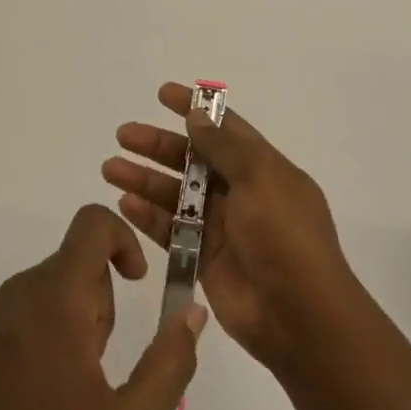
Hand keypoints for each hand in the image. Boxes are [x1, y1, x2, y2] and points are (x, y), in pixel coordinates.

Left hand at [0, 204, 206, 409]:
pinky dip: (42, 331)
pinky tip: (36, 393)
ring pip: (51, 288)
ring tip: (68, 387)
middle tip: (98, 367)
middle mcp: (21, 288)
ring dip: (73, 320)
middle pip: (78, 263)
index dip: (123, 240)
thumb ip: (170, 362)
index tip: (136, 283)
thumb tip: (192, 311)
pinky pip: (22, 309)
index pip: (92, 223)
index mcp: (57, 295)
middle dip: (101, 303)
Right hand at [103, 83, 360, 377]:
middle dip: (158, 146)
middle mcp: (241, 193)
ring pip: (175, 195)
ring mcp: (222, 227)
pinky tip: (124, 204)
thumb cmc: (284, 236)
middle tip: (123, 135)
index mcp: (262, 169)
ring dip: (145, 180)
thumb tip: (197, 115)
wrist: (300, 316)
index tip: (162, 93)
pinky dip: (148, 216)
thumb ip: (225, 147)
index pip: (225, 128)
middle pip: (192, 160)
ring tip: (110, 169)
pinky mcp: (204, 260)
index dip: (195, 109)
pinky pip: (170, 230)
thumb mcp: (261, 178)